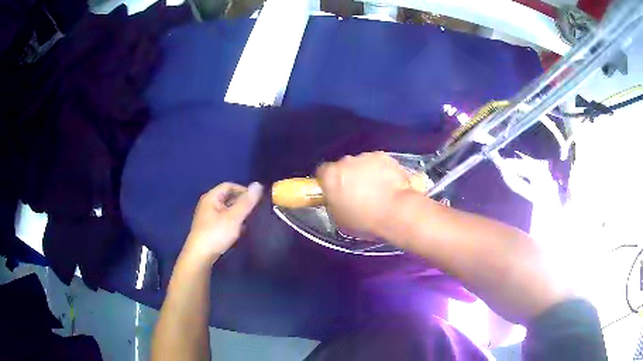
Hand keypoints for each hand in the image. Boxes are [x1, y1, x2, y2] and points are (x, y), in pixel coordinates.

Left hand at [182, 182, 262, 263]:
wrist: (200, 256)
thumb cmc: (216, 233)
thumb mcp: (234, 217)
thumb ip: (246, 202)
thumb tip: (258, 184)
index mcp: (211, 197)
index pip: (229, 186)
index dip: (243, 190)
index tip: (255, 199)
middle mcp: (208, 204)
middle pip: (227, 197)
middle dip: (241, 202)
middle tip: (255, 210)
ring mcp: (208, 217)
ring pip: (226, 210)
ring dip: (238, 213)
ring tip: (250, 220)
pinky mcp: (210, 228)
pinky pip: (224, 220)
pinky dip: (233, 222)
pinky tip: (240, 230)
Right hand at [316, 152, 411, 237]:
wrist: (397, 211)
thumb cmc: (365, 220)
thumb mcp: (340, 220)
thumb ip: (335, 205)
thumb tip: (337, 201)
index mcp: (330, 176)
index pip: (322, 173)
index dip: (327, 183)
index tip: (334, 193)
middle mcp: (346, 161)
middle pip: (343, 167)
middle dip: (348, 178)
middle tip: (357, 194)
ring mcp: (366, 156)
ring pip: (362, 164)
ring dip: (365, 174)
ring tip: (377, 191)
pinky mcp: (385, 156)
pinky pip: (378, 164)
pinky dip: (381, 172)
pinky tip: (389, 185)